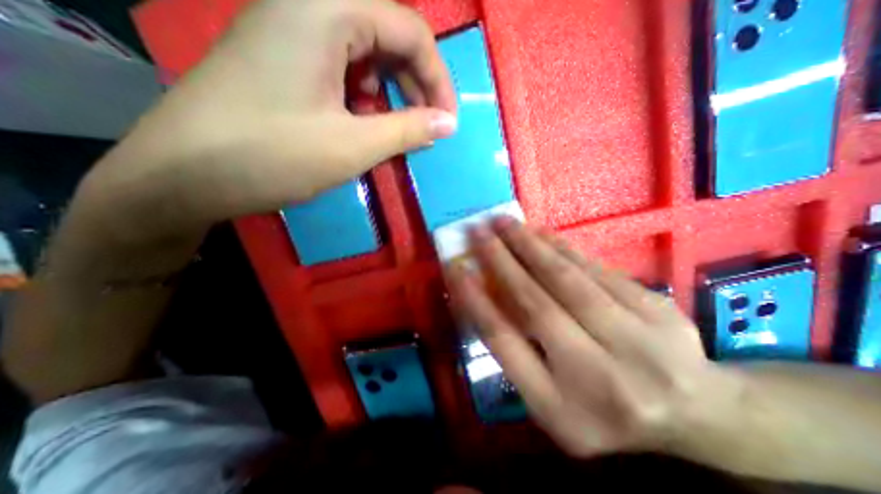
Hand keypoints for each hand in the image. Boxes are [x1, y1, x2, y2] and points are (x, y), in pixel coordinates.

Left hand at [79, 0, 457, 240]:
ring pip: (366, 52)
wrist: (183, 175)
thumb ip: (409, 129)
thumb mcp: (354, 146)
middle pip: (388, 35)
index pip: (410, 30)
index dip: (438, 78)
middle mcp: (306, 4)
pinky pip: (342, 66)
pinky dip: (365, 95)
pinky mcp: (283, 57)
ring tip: (397, 128)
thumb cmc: (272, 156)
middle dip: (416, 84)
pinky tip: (363, 122)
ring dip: (392, 91)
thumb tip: (448, 123)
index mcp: (325, 8)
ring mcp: (290, 29)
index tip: (447, 121)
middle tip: (427, 126)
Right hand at [449, 221, 736, 459]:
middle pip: (536, 305)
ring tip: (504, 223)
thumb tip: (485, 296)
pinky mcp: (657, 310)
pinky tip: (539, 232)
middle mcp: (598, 378)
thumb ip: (517, 352)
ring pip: (568, 280)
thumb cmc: (603, 410)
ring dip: (529, 246)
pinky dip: (561, 247)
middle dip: (501, 261)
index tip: (457, 268)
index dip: (476, 300)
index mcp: (561, 409)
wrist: (695, 413)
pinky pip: (595, 269)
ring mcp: (637, 342)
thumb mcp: (550, 399)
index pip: (505, 343)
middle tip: (478, 231)